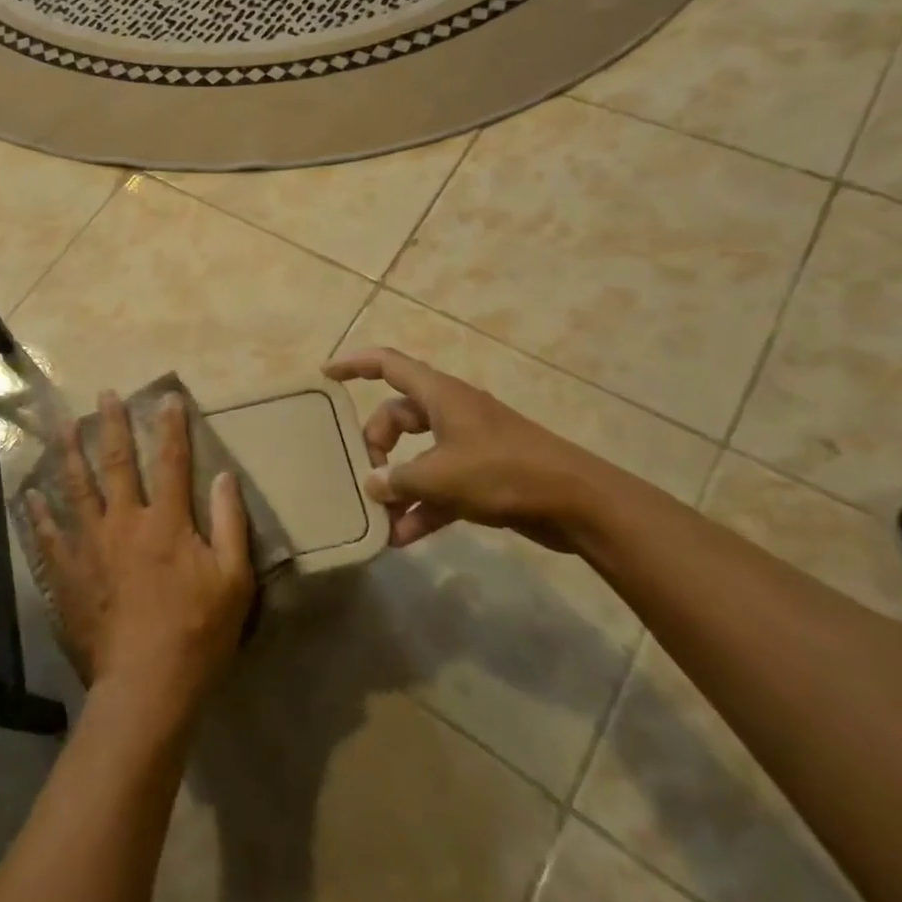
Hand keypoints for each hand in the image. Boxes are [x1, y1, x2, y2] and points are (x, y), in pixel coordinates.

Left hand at [27, 391, 254, 724]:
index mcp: (167, 522)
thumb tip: (225, 476)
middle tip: (104, 394)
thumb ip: (230, 524)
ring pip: (76, 488)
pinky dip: (39, 513)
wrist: (146, 686)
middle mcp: (124, 522)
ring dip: (69, 453)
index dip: (171, 426)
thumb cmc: (198, 634)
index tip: (167, 397)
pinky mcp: (67, 574)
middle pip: (116, 463)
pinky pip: (48, 536)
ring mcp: (90, 546)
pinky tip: (31, 495)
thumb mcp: (233, 580)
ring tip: (61, 425)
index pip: (172, 461)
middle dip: (112, 425)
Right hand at [322, 347, 635, 550]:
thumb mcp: (440, 476)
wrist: (576, 503)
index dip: (354, 365)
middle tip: (365, 474)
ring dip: (398, 484)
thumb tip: (372, 484)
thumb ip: (398, 479)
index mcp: (440, 395)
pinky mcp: (483, 475)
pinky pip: (440, 485)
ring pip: (418, 455)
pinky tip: (402, 537)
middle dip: (376, 444)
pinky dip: (422, 506)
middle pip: (398, 416)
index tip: (325, 375)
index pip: (388, 365)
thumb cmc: (502, 472)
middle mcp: (451, 413)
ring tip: (377, 516)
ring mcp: (469, 444)